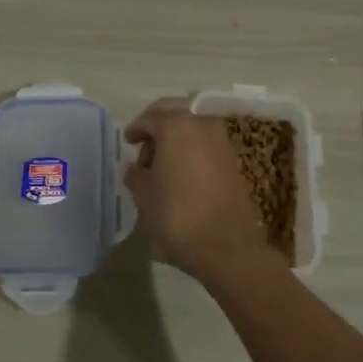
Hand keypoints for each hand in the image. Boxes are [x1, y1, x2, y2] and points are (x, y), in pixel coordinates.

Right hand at [124, 99, 280, 282]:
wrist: (224, 244)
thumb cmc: (176, 212)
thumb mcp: (144, 193)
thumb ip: (136, 174)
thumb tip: (134, 167)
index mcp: (176, 124)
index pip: (151, 117)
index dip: (136, 128)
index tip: (128, 142)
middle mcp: (202, 124)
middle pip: (175, 117)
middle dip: (158, 130)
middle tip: (144, 153)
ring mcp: (222, 141)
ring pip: (192, 130)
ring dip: (176, 142)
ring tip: (162, 168)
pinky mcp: (234, 161)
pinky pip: (206, 147)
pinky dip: (192, 153)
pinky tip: (181, 175)